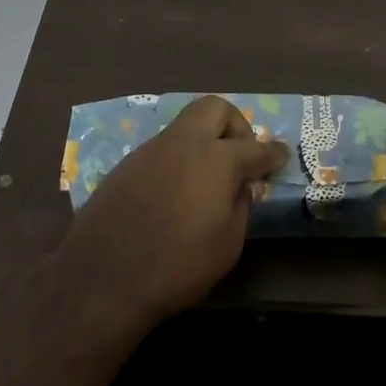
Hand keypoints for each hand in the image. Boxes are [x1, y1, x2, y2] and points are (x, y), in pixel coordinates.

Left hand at [58, 95, 289, 324]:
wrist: (103, 277)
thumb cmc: (178, 265)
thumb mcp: (227, 244)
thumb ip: (240, 206)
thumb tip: (242, 186)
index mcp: (218, 159)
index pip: (256, 149)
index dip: (273, 152)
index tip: (282, 154)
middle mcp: (186, 143)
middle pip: (215, 108)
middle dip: (234, 125)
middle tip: (239, 155)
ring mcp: (152, 149)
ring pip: (185, 126)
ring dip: (202, 141)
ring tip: (206, 177)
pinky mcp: (127, 164)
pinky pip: (162, 149)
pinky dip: (178, 159)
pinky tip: (175, 191)